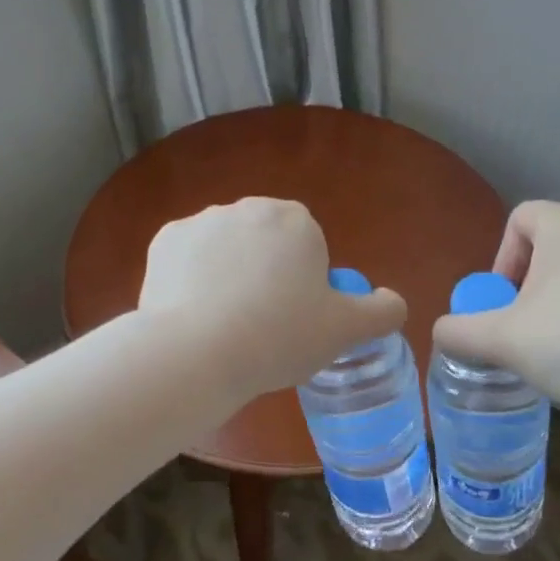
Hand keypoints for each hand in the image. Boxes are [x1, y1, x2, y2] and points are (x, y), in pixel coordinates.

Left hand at [139, 198, 407, 397]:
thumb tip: (395, 303)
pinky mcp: (164, 240)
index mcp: (295, 221)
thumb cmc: (279, 336)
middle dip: (265, 274)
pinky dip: (190, 279)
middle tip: (262, 324)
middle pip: (265, 243)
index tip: (294, 318)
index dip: (304, 283)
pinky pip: (187, 259)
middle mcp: (249, 208)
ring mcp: (202, 221)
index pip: (307, 246)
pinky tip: (192, 314)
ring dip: (227, 275)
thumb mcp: (344, 330)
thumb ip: (381, 312)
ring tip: (224, 325)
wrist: (196, 352)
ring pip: (225, 249)